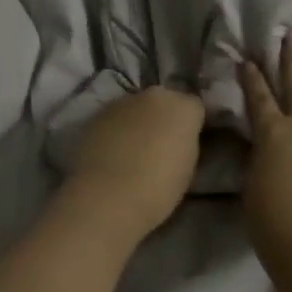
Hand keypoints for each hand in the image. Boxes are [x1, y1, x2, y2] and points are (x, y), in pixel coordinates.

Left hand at [65, 85, 206, 242]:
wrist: (107, 196)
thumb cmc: (158, 189)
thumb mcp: (187, 168)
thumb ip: (184, 143)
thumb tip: (176, 140)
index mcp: (183, 107)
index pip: (195, 107)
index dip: (191, 125)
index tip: (186, 143)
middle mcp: (154, 95)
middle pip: (164, 102)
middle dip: (163, 117)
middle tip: (160, 145)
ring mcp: (122, 101)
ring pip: (136, 108)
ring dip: (138, 122)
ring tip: (132, 151)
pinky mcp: (97, 114)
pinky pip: (114, 119)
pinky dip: (116, 130)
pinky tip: (111, 153)